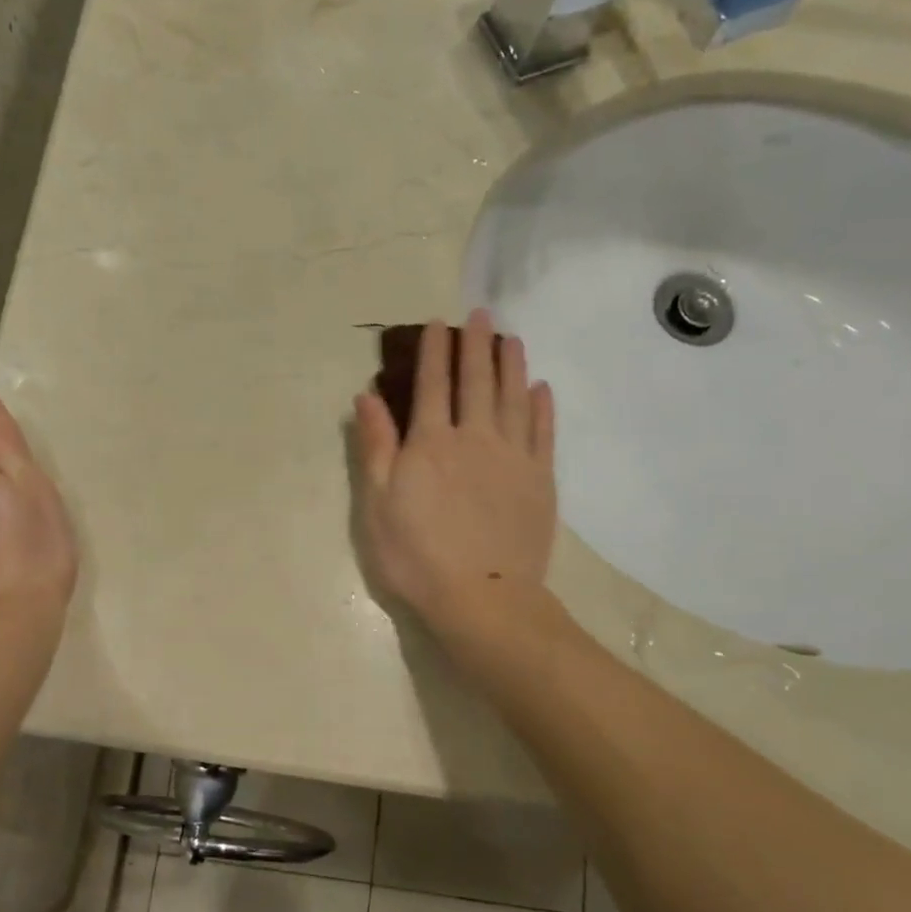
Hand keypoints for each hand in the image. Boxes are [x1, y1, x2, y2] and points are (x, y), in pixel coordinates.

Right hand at [353, 309, 556, 632]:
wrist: (482, 597)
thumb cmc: (417, 555)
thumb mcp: (378, 504)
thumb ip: (376, 447)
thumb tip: (367, 396)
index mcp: (431, 443)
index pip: (432, 385)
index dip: (434, 352)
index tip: (437, 324)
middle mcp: (475, 438)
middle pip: (476, 381)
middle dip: (476, 345)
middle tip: (480, 314)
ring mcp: (513, 457)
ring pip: (513, 398)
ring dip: (511, 365)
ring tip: (511, 338)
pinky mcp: (540, 479)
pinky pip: (543, 432)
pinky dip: (542, 406)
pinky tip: (540, 388)